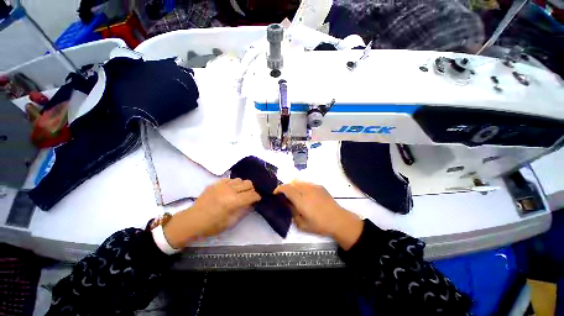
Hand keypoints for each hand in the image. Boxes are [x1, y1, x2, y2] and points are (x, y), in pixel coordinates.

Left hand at [164, 178, 260, 248]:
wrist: (192, 220)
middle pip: (248, 183)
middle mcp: (229, 190)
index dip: (258, 196)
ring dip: (243, 186)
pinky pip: (230, 179)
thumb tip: (251, 203)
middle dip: (252, 189)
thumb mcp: (230, 222)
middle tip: (249, 196)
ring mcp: (222, 185)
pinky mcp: (216, 183)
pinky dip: (233, 183)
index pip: (252, 194)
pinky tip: (230, 190)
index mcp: (233, 201)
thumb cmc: (212, 225)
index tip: (258, 199)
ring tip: (240, 192)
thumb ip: (243, 211)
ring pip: (240, 180)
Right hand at [274, 181, 362, 249]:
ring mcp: (313, 187)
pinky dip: (301, 186)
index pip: (286, 188)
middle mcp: (306, 190)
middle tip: (285, 196)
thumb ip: (292, 212)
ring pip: (299, 182)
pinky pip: (306, 183)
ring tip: (295, 195)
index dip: (279, 189)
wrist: (338, 220)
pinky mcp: (319, 186)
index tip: (276, 194)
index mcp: (301, 199)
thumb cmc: (319, 225)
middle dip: (285, 188)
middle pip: (291, 183)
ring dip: (293, 186)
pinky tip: (305, 194)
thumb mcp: (302, 224)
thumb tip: (287, 204)